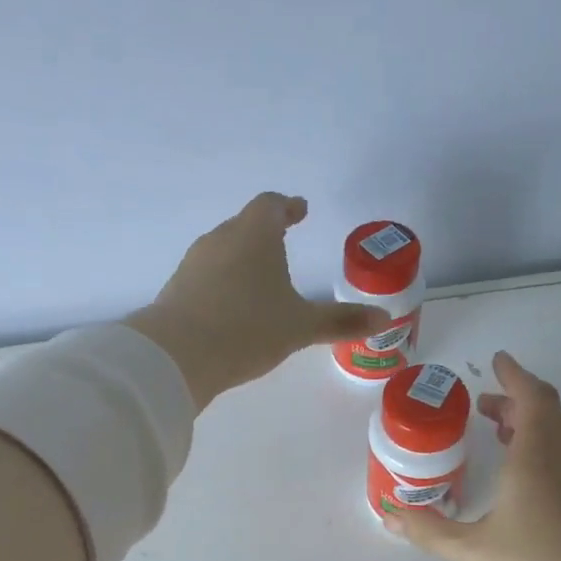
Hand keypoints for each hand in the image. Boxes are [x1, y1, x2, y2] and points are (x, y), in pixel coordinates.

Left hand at [125, 193, 389, 409]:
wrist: (177, 355)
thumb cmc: (247, 329)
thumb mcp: (300, 327)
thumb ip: (340, 321)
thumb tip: (385, 318)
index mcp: (254, 234)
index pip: (271, 205)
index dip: (287, 207)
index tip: (299, 210)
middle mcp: (221, 239)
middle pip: (244, 226)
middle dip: (264, 234)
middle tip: (283, 244)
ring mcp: (193, 263)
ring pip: (223, 251)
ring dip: (242, 260)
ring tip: (259, 281)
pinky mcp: (176, 289)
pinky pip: (206, 277)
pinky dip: (222, 284)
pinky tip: (230, 309)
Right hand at [384, 352, 560, 560]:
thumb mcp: (473, 551)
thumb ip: (430, 531)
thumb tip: (390, 515)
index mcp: (537, 456)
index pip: (532, 397)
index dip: (515, 376)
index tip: (497, 361)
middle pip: (549, 411)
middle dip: (518, 400)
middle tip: (486, 404)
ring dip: (533, 424)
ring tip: (501, 433)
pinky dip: (544, 449)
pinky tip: (523, 479)